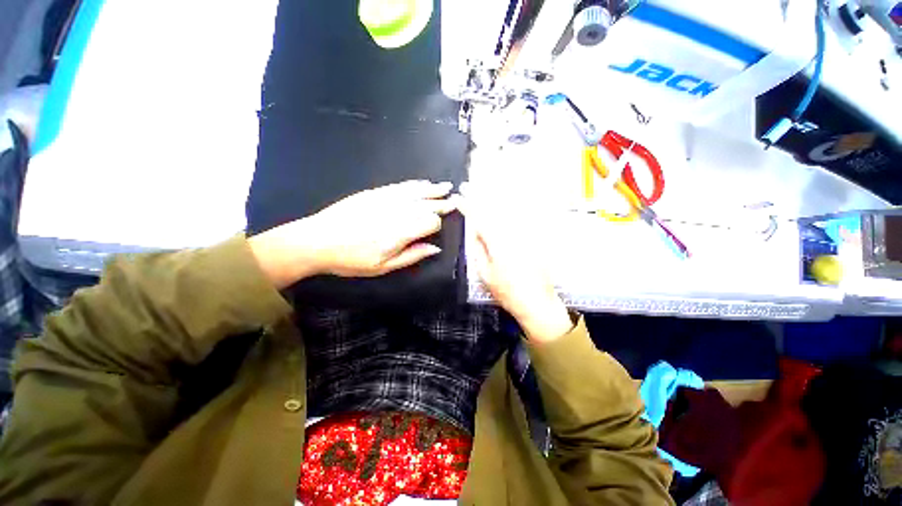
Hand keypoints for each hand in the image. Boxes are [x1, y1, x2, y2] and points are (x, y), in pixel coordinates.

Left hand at [249, 180, 456, 287]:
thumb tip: (436, 248)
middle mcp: (397, 211)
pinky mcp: (374, 192)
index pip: (430, 221)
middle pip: (426, 203)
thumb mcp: (384, 267)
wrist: (317, 240)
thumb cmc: (352, 259)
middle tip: (455, 199)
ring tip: (445, 187)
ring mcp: (385, 199)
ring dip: (432, 189)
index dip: (437, 223)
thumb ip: (412, 255)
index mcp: (401, 232)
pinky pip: (400, 186)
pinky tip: (421, 183)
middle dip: (442, 202)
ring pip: (415, 191)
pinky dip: (414, 184)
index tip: (441, 225)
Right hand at [462, 197, 572, 342]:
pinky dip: (514, 206)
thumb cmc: (506, 291)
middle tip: (470, 184)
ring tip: (486, 185)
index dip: (467, 205)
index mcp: (497, 242)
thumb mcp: (484, 273)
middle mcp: (512, 232)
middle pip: (494, 208)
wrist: (537, 301)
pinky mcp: (536, 237)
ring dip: (496, 196)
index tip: (459, 195)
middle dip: (480, 195)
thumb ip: (478, 249)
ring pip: (509, 209)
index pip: (479, 218)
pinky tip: (508, 201)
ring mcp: (526, 233)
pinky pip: (523, 216)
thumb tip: (474, 230)